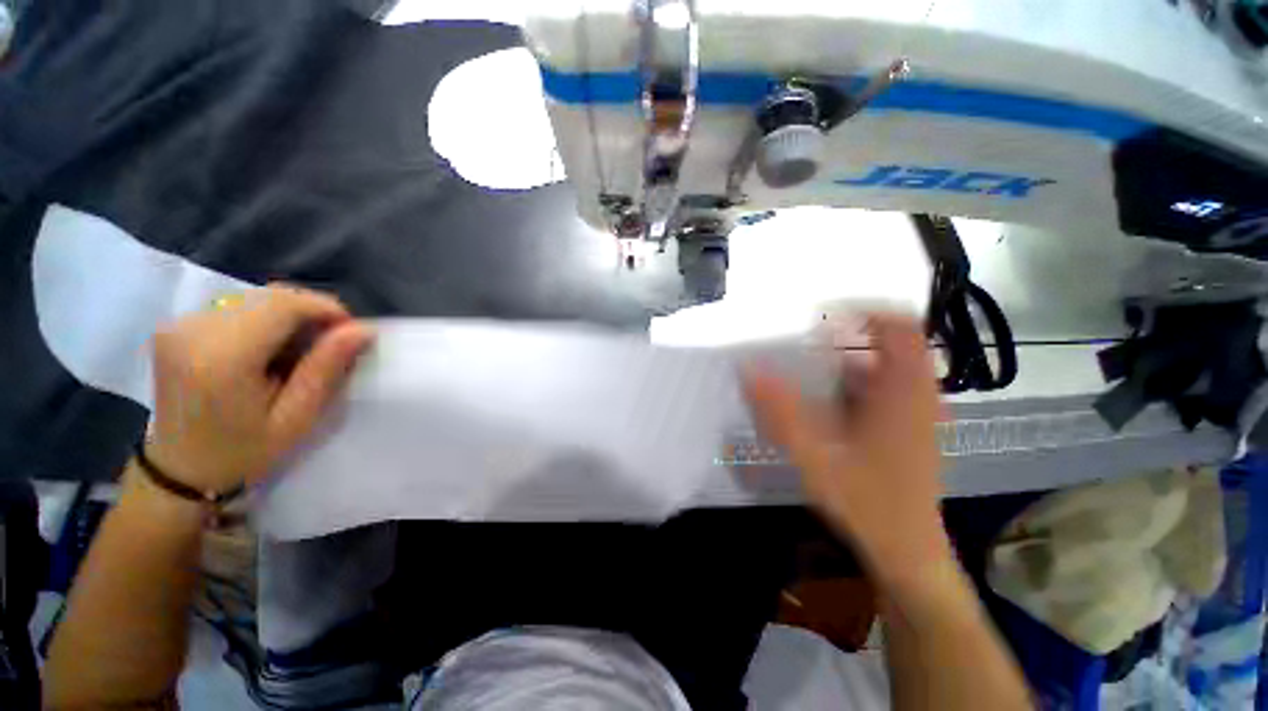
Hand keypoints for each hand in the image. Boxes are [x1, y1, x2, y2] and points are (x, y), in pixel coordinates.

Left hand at [145, 284, 373, 491]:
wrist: (181, 468)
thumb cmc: (243, 450)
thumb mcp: (296, 418)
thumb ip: (326, 368)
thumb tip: (363, 329)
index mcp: (221, 357)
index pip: (284, 304)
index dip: (327, 309)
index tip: (351, 333)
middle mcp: (195, 329)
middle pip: (271, 296)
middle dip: (311, 313)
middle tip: (331, 346)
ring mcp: (181, 323)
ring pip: (258, 298)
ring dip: (291, 316)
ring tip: (301, 351)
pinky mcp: (178, 324)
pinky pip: (239, 305)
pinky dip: (267, 319)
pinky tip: (271, 348)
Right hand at [745, 313, 950, 589]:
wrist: (907, 549)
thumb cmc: (866, 502)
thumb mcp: (814, 455)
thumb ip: (778, 412)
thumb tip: (747, 369)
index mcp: (904, 391)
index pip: (898, 325)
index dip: (862, 308)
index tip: (820, 311)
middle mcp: (918, 393)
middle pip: (889, 341)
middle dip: (848, 334)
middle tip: (806, 338)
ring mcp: (918, 410)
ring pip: (885, 365)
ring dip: (849, 359)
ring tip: (809, 366)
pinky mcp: (911, 425)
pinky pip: (884, 386)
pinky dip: (855, 381)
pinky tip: (826, 401)